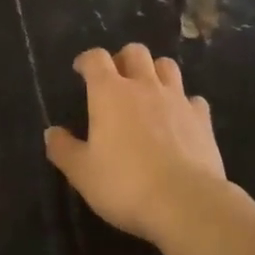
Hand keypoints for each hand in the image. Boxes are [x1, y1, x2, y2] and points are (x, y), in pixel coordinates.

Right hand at [44, 43, 228, 244]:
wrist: (185, 202)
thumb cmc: (125, 184)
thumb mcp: (82, 172)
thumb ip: (63, 149)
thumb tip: (51, 133)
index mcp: (109, 92)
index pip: (96, 58)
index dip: (86, 60)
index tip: (81, 71)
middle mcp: (144, 86)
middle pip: (135, 52)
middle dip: (123, 59)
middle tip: (116, 80)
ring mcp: (177, 99)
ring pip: (167, 66)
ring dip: (155, 72)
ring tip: (149, 92)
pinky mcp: (203, 119)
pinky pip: (193, 99)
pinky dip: (184, 104)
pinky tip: (180, 120)